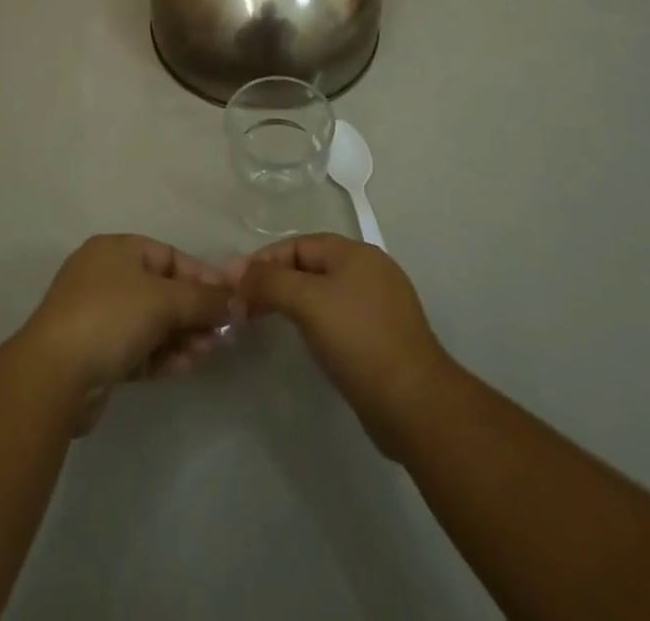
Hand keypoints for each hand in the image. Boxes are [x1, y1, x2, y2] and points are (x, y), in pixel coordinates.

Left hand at [17, 235, 232, 431]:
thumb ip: (204, 300)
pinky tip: (185, 366)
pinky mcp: (96, 354)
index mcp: (116, 250)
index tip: (229, 300)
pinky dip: (162, 354)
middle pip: (162, 290)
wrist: (54, 376)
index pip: (168, 256)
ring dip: (181, 335)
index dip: (201, 276)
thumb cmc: (111, 317)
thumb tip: (238, 300)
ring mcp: (98, 316)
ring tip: (207, 352)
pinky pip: (138, 347)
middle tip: (221, 333)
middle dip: (193, 311)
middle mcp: (105, 276)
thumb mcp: (164, 301)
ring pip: (151, 322)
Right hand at [227, 233, 455, 460]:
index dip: (265, 260)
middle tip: (246, 306)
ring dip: (294, 302)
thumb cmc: (358, 341)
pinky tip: (305, 341)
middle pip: (311, 265)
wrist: (415, 404)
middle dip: (277, 281)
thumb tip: (234, 268)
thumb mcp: (308, 303)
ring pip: (325, 292)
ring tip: (267, 321)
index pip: (299, 244)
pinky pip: (339, 316)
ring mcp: (380, 304)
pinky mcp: (383, 336)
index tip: (236, 285)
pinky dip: (316, 321)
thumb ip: (269, 281)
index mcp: (355, 253)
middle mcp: (370, 270)